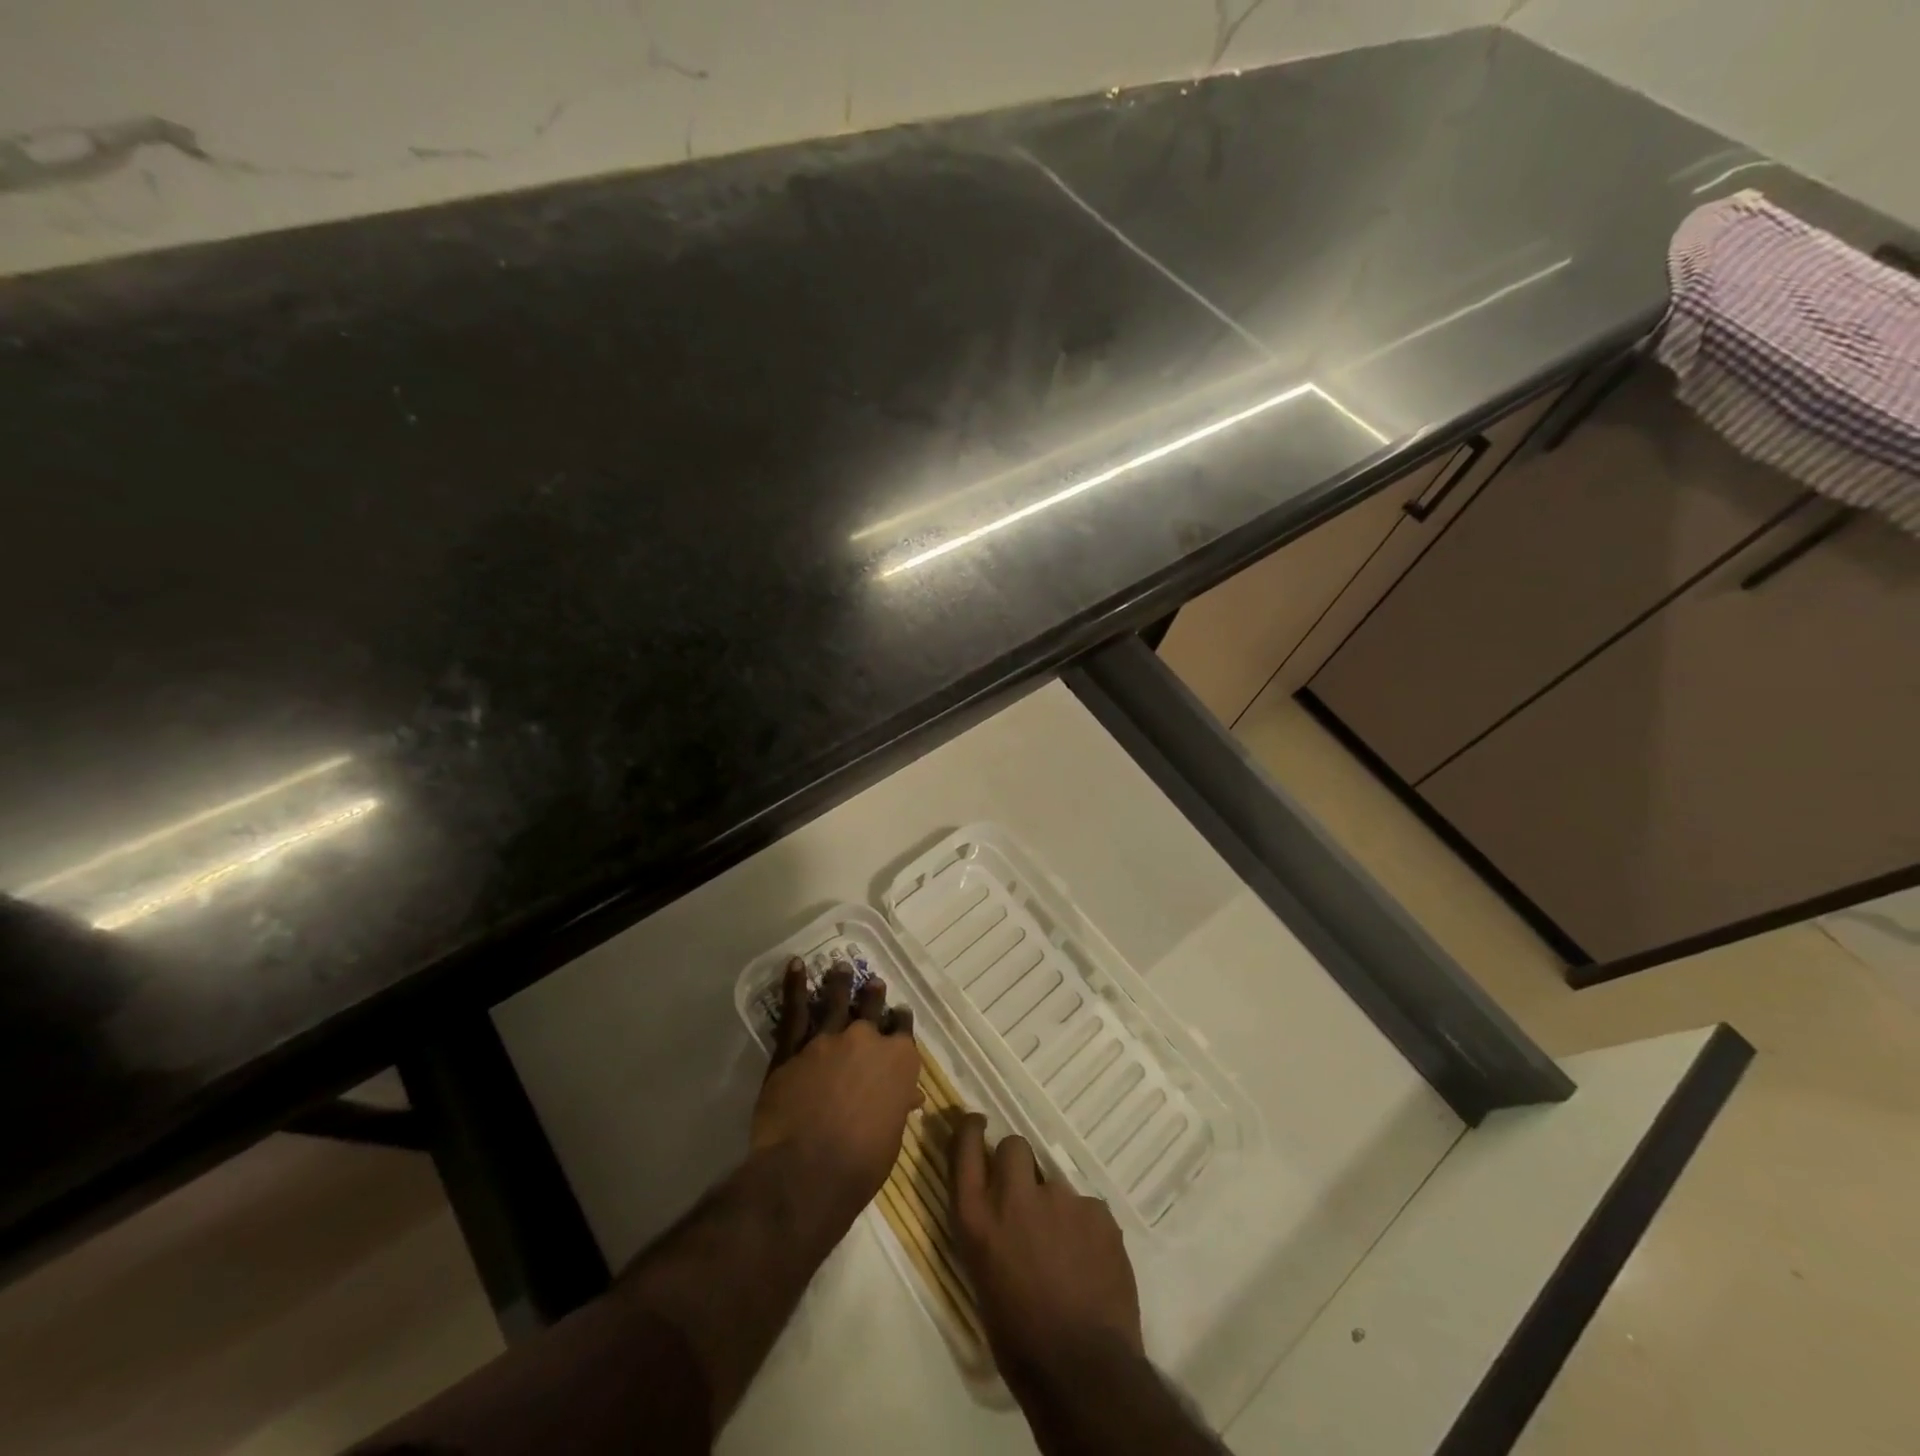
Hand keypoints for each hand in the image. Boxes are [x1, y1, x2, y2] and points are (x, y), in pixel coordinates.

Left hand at [750, 958, 921, 1222]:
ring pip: (837, 1000)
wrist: (809, 1170)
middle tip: (873, 983)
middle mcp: (867, 1039)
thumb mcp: (892, 1135)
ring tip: (840, 967)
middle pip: (872, 1007)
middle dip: (873, 995)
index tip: (898, 1015)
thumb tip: (910, 1096)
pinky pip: (795, 1010)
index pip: (903, 1030)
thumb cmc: (862, 1163)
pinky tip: (795, 965)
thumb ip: (898, 1105)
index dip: (900, 1021)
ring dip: (840, 982)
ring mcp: (829, 1038)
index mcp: (899, 1061)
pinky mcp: (794, 1046)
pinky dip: (795, 985)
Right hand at [950, 1114, 1142, 1380]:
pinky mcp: (1098, 1211)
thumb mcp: (983, 1280)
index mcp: (978, 1220)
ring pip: (1055, 1183)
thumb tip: (999, 1211)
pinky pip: (1087, 1210)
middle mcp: (1015, 1197)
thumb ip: (989, 1232)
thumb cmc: (1019, 1341)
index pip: (964, 1150)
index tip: (976, 1122)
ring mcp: (1060, 1200)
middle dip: (1019, 1165)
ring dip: (1056, 1207)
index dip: (969, 1130)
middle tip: (1028, 1198)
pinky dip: (1087, 1230)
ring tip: (1066, 1253)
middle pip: (1014, 1147)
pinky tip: (1091, 1264)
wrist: (1082, 1371)